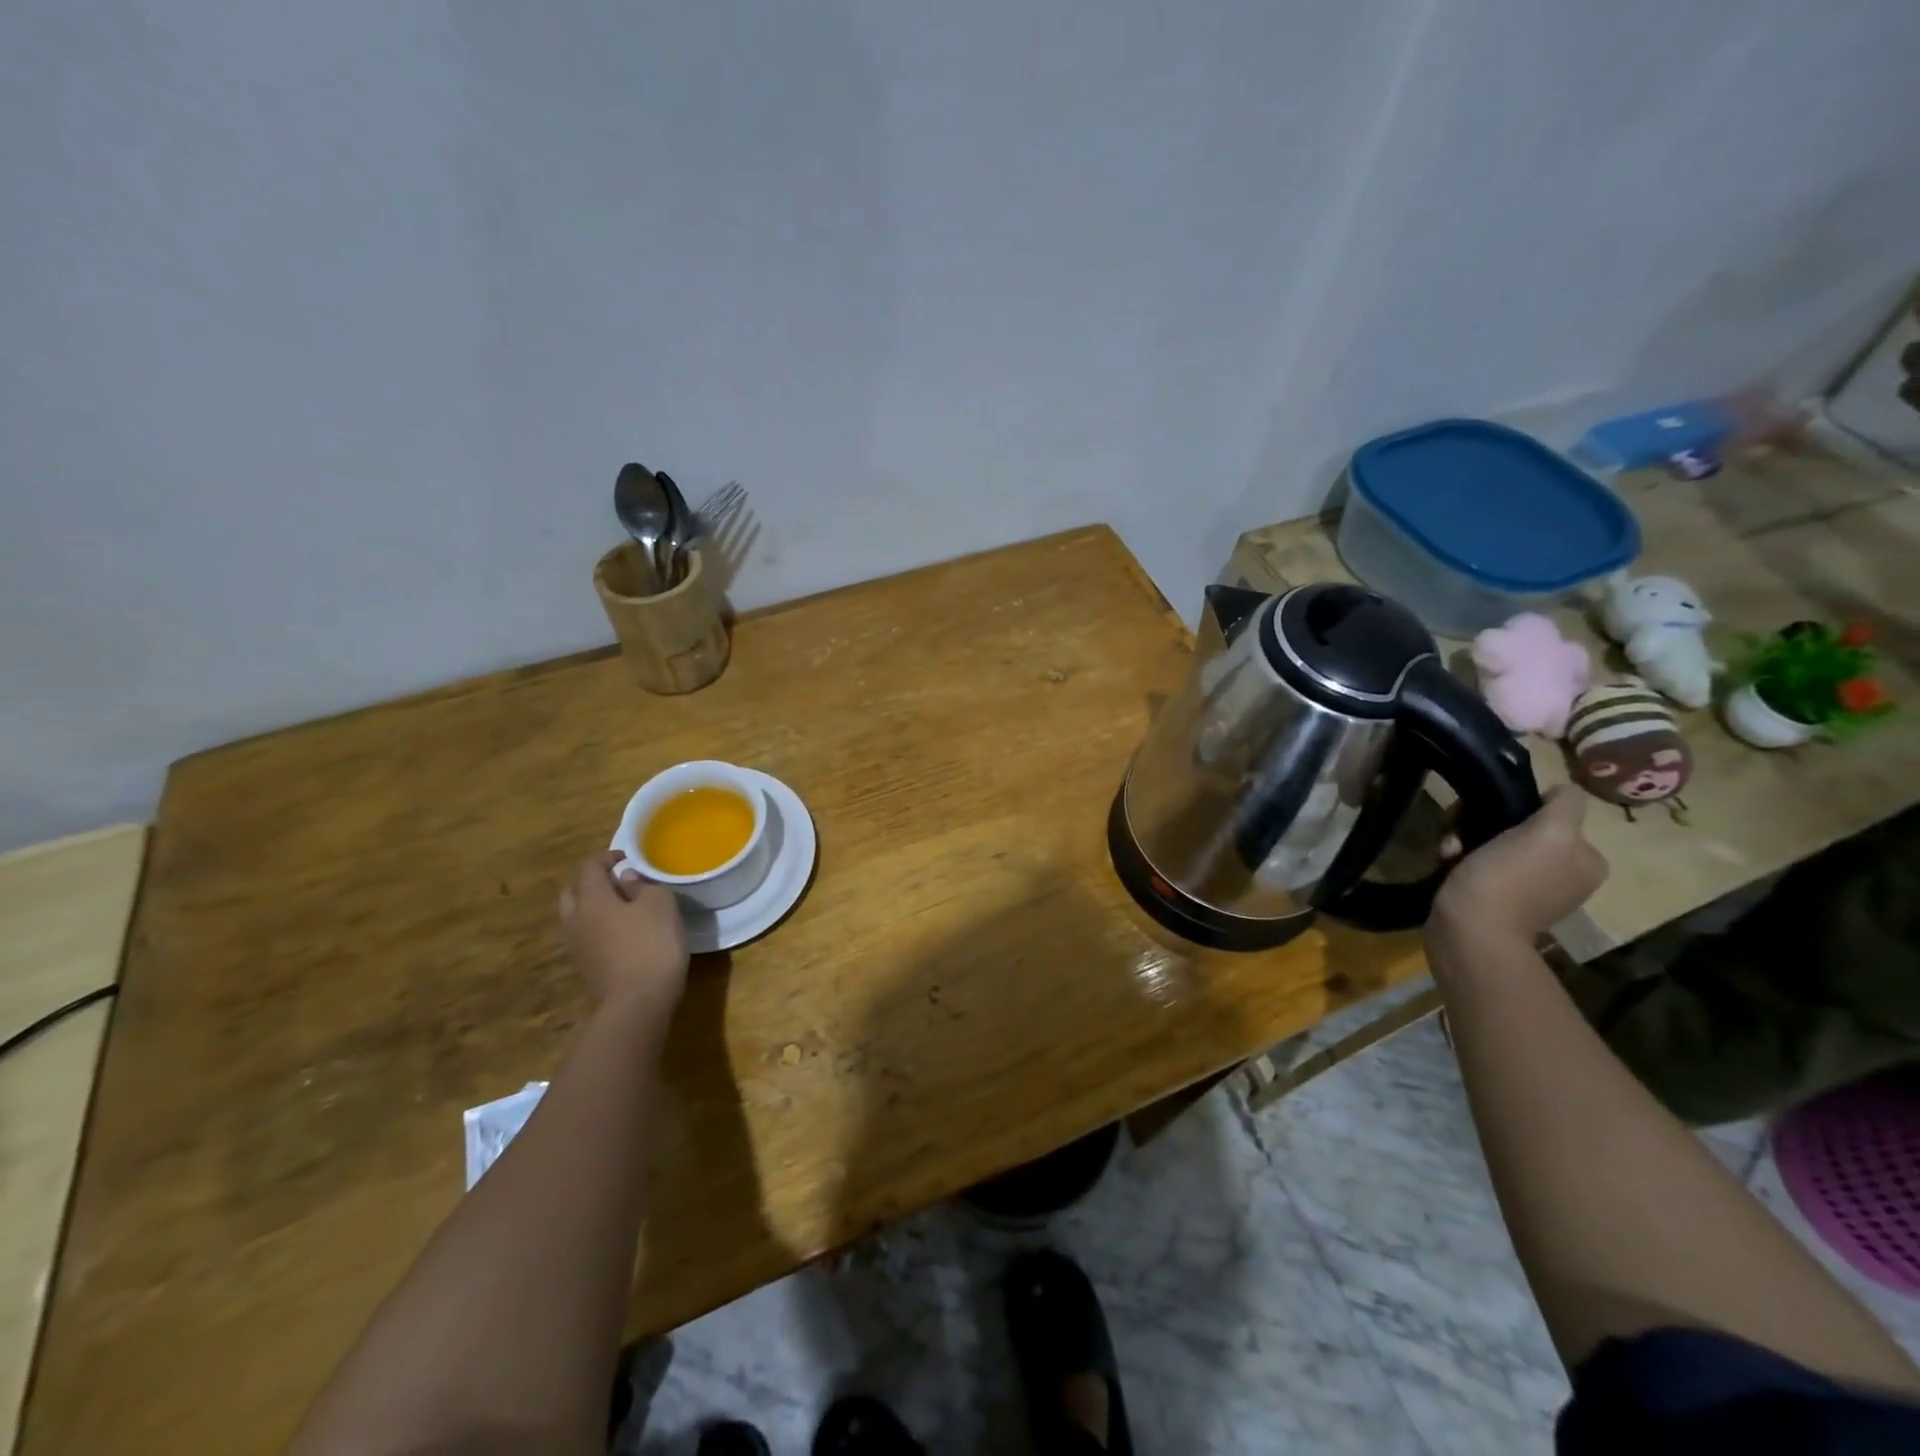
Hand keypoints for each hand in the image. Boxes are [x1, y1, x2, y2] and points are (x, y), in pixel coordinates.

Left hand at [559, 852, 688, 1019]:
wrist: (636, 1005)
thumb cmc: (651, 945)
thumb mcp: (661, 905)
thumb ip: (643, 886)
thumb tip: (626, 880)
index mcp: (591, 899)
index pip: (589, 867)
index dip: (607, 857)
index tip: (628, 857)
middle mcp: (575, 920)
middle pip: (574, 891)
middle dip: (593, 882)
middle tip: (620, 881)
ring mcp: (576, 947)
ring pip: (577, 916)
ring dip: (595, 907)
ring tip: (624, 908)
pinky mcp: (585, 969)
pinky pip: (586, 937)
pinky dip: (599, 928)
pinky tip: (623, 934)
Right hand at [1432, 786, 1608, 943]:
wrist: (1470, 931)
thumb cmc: (1508, 879)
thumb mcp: (1551, 833)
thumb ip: (1565, 805)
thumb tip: (1561, 789)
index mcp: (1584, 859)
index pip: (1549, 811)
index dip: (1514, 806)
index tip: (1487, 815)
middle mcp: (1562, 872)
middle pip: (1515, 824)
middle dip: (1481, 823)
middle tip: (1459, 833)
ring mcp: (1527, 886)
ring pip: (1489, 840)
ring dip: (1463, 838)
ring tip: (1449, 851)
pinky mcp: (1494, 896)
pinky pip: (1475, 862)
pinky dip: (1458, 858)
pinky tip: (1447, 862)